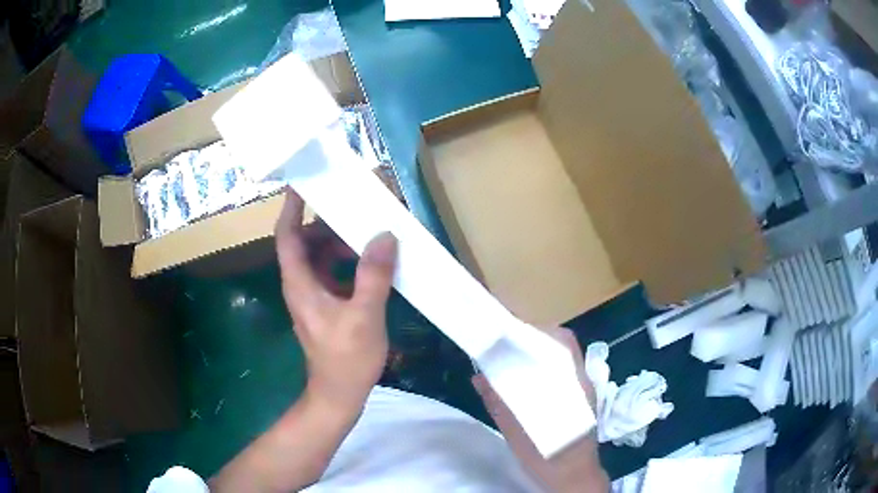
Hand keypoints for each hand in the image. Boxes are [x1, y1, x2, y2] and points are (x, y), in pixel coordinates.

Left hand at [276, 188, 397, 411]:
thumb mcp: (364, 315)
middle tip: (353, 209)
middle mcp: (301, 285)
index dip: (291, 209)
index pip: (287, 236)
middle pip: (305, 242)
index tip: (302, 184)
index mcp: (300, 283)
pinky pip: (332, 274)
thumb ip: (374, 275)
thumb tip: (385, 236)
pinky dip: (348, 263)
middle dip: (326, 224)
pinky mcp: (325, 307)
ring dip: (340, 244)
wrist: (339, 394)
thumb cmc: (346, 358)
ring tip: (368, 234)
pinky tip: (371, 264)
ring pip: (320, 258)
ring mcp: (313, 297)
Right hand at [473, 328, 607, 492]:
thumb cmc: (549, 456)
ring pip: (562, 358)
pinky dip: (542, 366)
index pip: (562, 343)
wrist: (573, 477)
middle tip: (506, 341)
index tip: (510, 329)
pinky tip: (524, 377)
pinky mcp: (579, 398)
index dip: (537, 331)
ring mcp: (583, 389)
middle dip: (534, 337)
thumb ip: (500, 404)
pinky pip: (561, 373)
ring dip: (538, 351)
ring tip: (510, 354)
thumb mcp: (519, 433)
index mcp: (574, 385)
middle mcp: (582, 381)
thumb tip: (479, 377)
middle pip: (562, 346)